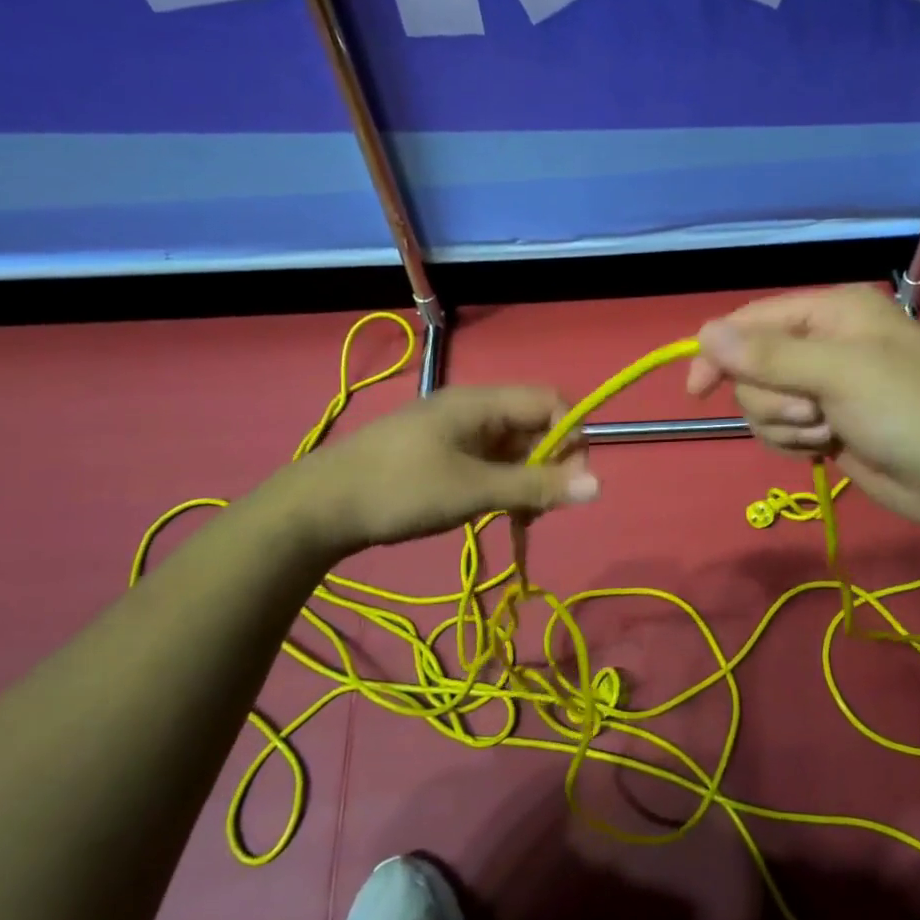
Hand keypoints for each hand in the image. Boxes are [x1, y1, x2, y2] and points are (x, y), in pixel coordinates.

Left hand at [266, 385, 598, 560]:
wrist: (320, 508)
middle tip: (540, 509)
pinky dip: (502, 485)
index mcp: (481, 403)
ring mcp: (454, 432)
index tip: (570, 481)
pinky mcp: (441, 454)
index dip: (571, 436)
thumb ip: (536, 486)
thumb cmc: (401, 490)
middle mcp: (472, 409)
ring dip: (525, 480)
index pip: (550, 402)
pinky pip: (489, 462)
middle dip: (549, 465)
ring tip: (517, 517)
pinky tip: (494, 512)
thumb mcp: (474, 491)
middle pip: (534, 425)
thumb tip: (600, 484)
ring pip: (513, 448)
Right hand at [685, 285, 919, 536]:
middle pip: (752, 367)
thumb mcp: (838, 373)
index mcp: (832, 311)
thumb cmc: (907, 409)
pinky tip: (827, 448)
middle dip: (773, 399)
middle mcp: (823, 342)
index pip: (753, 321)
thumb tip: (704, 334)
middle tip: (811, 412)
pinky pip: (779, 429)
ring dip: (786, 425)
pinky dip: (795, 442)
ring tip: (827, 432)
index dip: (721, 352)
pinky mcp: (823, 423)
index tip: (697, 390)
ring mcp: (823, 386)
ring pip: (762, 403)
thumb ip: (768, 355)